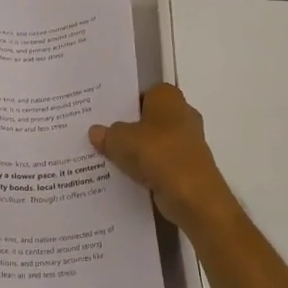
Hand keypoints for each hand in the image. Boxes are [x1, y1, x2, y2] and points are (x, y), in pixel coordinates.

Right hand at [89, 84, 237, 230]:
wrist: (191, 194)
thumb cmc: (157, 153)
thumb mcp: (120, 140)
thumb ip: (107, 134)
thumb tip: (95, 132)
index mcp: (168, 97)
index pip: (143, 93)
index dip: (124, 103)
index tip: (104, 115)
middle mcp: (182, 114)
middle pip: (149, 119)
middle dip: (129, 128)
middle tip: (101, 136)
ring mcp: (188, 142)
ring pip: (154, 143)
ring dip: (137, 151)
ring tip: (108, 158)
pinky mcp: (188, 167)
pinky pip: (161, 163)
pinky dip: (147, 170)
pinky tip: (125, 177)